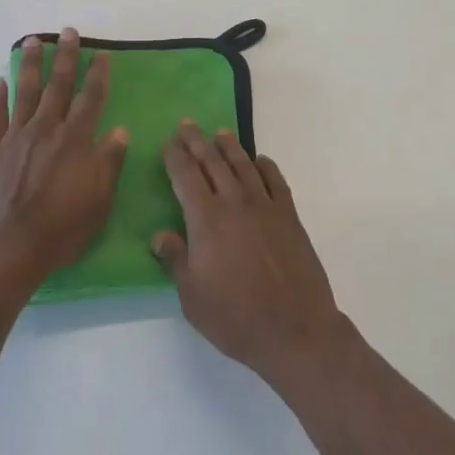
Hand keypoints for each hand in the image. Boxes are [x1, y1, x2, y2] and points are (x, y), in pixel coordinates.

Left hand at [0, 29, 127, 290]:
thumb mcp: (98, 201)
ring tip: (32, 41)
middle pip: (58, 86)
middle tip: (68, 32)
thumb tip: (121, 131)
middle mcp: (46, 130)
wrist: (5, 250)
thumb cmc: (60, 230)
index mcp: (75, 140)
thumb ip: (109, 163)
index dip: (97, 74)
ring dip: (30, 65)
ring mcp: (16, 138)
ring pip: (25, 92)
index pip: (91, 98)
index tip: (101, 53)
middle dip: (66, 57)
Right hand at [152, 122, 348, 389]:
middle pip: (212, 162)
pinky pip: (275, 180)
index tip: (168, 142)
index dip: (175, 157)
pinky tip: (259, 161)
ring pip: (243, 165)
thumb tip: (159, 234)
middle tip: (187, 124)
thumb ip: (175, 259)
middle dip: (197, 141)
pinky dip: (265, 166)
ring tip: (220, 133)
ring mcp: (265, 206)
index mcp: (206, 220)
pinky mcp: (289, 216)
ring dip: (229, 146)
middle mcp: (234, 202)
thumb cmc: (235, 317)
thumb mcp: (192, 296)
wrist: (295, 329)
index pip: (186, 176)